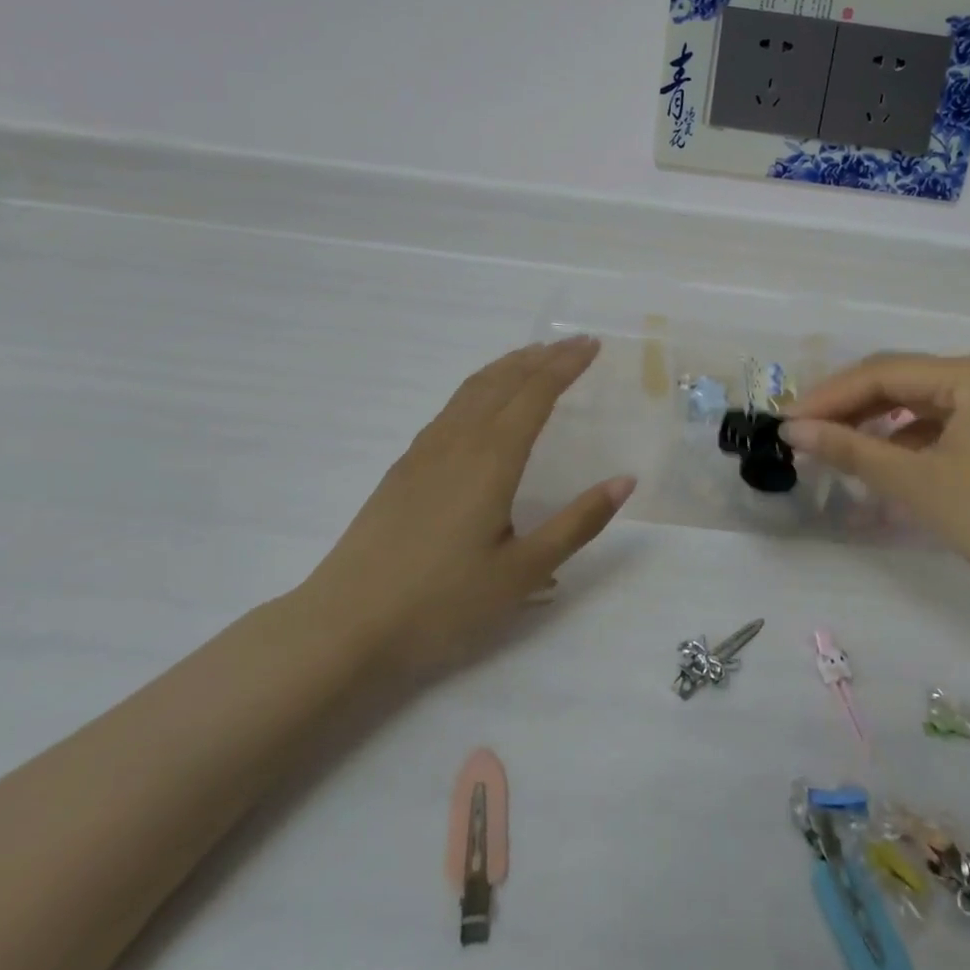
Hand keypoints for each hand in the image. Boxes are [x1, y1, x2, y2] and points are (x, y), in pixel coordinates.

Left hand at [297, 337, 634, 675]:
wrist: (344, 626)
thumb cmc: (442, 603)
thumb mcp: (522, 573)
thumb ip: (577, 523)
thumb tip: (625, 480)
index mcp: (492, 458)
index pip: (536, 394)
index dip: (566, 366)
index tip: (592, 345)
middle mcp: (459, 441)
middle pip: (504, 381)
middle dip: (542, 357)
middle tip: (573, 343)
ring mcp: (425, 451)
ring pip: (473, 389)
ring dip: (508, 366)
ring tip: (533, 356)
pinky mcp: (404, 468)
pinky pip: (452, 407)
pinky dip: (480, 387)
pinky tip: (482, 403)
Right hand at [781, 354, 969, 603]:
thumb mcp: (918, 484)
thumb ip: (852, 450)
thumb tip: (792, 430)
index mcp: (967, 373)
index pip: (880, 373)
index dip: (828, 397)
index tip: (785, 422)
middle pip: (895, 382)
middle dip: (845, 407)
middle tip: (799, 433)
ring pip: (912, 404)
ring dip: (869, 422)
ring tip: (827, 444)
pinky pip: (933, 425)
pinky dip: (899, 440)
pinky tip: (875, 459)